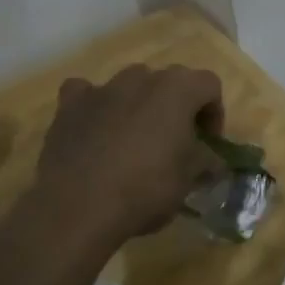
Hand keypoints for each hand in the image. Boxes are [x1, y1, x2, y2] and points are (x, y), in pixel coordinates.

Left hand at [32, 64, 223, 248]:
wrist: (78, 207)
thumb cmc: (145, 189)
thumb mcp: (188, 181)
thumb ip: (205, 162)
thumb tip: (213, 162)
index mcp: (177, 90)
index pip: (209, 85)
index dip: (214, 112)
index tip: (208, 143)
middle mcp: (141, 78)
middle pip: (170, 82)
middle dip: (177, 107)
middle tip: (176, 142)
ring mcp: (102, 89)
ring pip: (130, 85)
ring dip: (139, 104)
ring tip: (135, 139)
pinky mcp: (70, 106)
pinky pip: (86, 93)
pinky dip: (94, 106)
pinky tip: (95, 129)